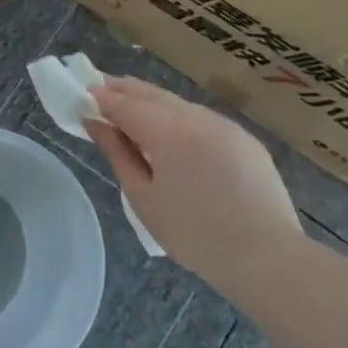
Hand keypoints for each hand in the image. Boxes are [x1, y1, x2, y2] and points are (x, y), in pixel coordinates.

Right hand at [85, 78, 302, 284]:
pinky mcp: (244, 138)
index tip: (81, 94)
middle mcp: (196, 117)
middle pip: (151, 93)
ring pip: (177, 103)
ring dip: (151, 101)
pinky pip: (201, 118)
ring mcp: (224, 124)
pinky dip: (178, 117)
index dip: (100, 97)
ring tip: (131, 111)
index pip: (124, 102)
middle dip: (123, 90)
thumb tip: (94, 122)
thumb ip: (117, 152)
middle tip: (99, 90)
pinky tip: (172, 133)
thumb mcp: (142, 197)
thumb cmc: (193, 233)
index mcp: (167, 131)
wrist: (266, 256)